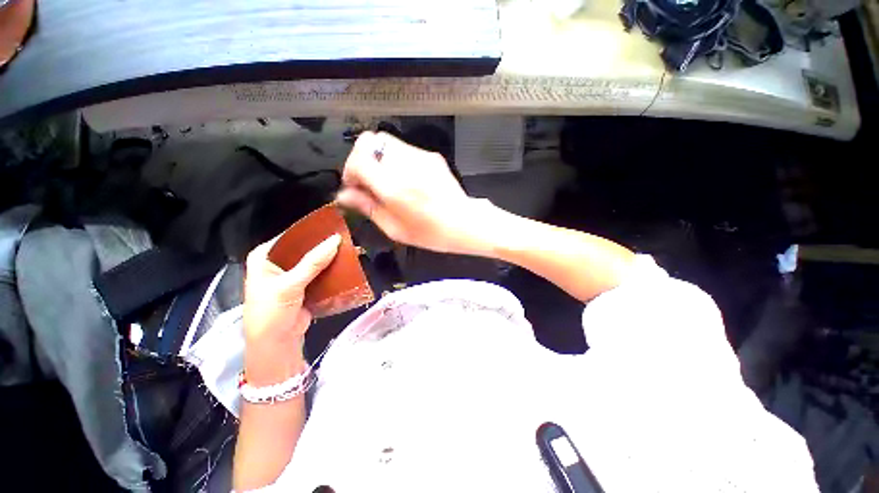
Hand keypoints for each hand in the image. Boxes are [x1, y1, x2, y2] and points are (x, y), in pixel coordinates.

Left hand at [243, 233, 340, 385]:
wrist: (277, 343)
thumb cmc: (272, 312)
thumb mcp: (289, 285)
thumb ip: (313, 263)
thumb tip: (335, 240)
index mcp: (265, 256)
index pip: (291, 236)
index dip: (311, 231)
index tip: (333, 225)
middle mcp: (278, 262)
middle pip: (305, 248)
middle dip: (324, 245)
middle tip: (345, 236)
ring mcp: (293, 274)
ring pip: (315, 260)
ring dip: (330, 257)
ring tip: (350, 247)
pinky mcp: (306, 285)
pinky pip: (321, 272)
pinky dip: (332, 269)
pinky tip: (346, 263)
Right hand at [336, 131, 495, 254]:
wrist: (465, 222)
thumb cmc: (430, 233)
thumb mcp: (394, 228)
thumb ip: (367, 207)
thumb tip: (344, 195)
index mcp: (394, 187)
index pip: (357, 158)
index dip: (349, 170)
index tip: (355, 186)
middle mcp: (406, 165)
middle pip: (369, 141)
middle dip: (362, 159)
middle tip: (368, 181)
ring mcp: (421, 157)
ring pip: (386, 142)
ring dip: (379, 159)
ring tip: (388, 181)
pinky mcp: (432, 156)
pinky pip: (404, 149)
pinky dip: (396, 160)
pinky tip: (406, 180)